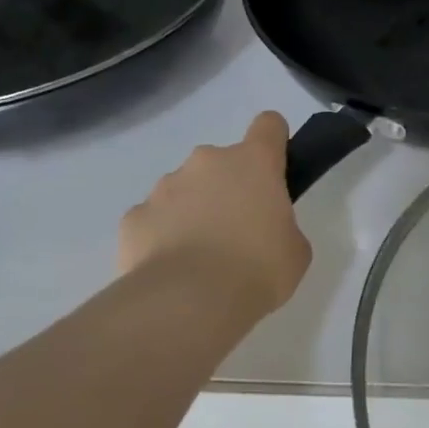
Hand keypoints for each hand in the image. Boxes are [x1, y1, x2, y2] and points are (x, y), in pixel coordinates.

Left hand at [118, 112, 311, 315]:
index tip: (274, 170)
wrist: (188, 302)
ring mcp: (164, 187)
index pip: (269, 126)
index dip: (273, 142)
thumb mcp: (295, 250)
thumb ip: (282, 226)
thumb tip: (263, 230)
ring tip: (200, 259)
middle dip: (229, 188)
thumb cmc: (258, 269)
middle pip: (222, 162)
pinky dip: (162, 236)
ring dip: (194, 211)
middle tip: (238, 232)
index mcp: (254, 163)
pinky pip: (154, 219)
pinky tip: (172, 269)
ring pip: (184, 189)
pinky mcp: (133, 217)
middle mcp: (207, 162)